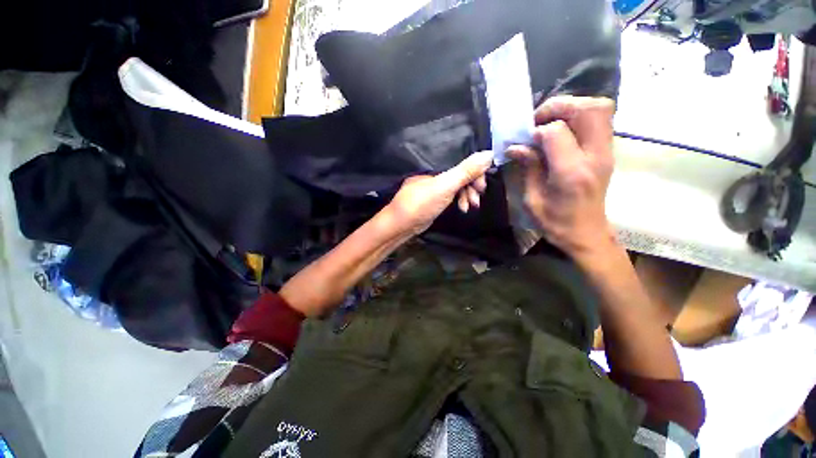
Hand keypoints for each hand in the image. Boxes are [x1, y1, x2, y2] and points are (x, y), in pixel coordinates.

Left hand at [386, 150, 493, 235]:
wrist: (401, 225)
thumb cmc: (421, 203)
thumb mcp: (445, 186)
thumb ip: (465, 171)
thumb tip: (489, 153)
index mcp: (436, 164)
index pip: (462, 161)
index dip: (475, 171)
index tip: (482, 185)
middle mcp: (437, 172)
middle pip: (462, 173)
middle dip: (472, 185)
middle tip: (477, 198)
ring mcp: (436, 186)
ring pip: (458, 185)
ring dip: (467, 195)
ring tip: (469, 207)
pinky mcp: (436, 198)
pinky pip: (452, 195)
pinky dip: (460, 201)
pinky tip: (463, 209)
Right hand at [507, 96, 615, 256]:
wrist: (586, 234)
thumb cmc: (555, 222)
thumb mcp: (532, 199)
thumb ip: (528, 167)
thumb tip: (515, 146)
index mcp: (571, 173)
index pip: (556, 132)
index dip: (536, 131)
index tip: (525, 142)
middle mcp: (595, 156)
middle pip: (589, 109)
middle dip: (560, 106)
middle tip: (539, 120)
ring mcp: (606, 152)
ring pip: (600, 108)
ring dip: (573, 108)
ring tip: (551, 122)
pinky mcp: (608, 152)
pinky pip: (601, 119)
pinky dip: (580, 116)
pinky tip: (563, 131)